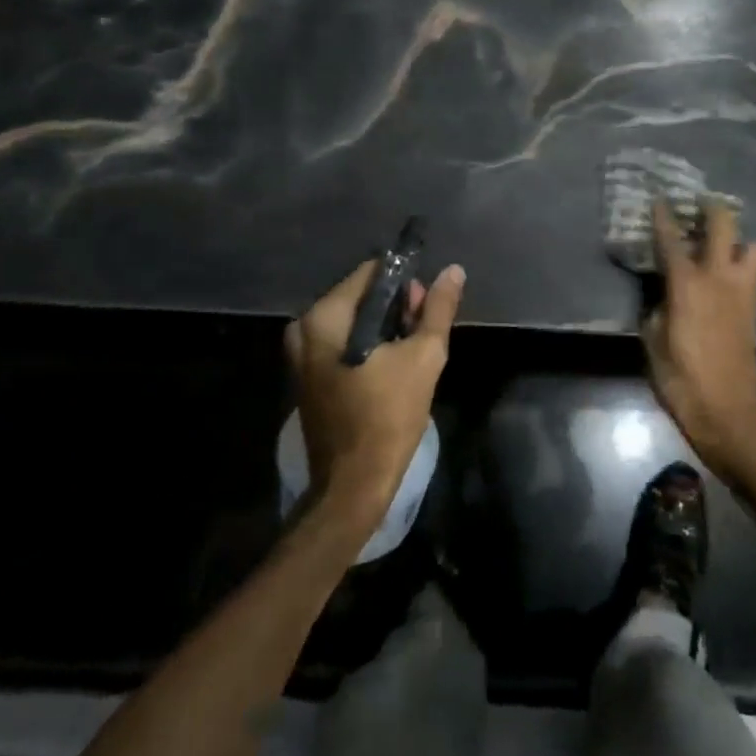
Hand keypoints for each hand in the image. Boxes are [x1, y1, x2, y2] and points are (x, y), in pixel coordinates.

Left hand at [285, 260, 463, 524]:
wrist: (354, 485)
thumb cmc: (389, 416)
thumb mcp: (424, 355)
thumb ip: (438, 308)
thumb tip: (453, 271)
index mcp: (325, 316)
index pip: (372, 272)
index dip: (406, 284)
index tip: (426, 308)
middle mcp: (304, 328)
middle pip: (362, 296)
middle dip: (396, 308)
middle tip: (422, 334)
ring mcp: (301, 355)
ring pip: (355, 320)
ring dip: (386, 329)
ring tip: (411, 354)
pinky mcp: (308, 376)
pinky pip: (344, 342)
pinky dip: (369, 346)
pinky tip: (392, 368)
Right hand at [642, 199, 755, 479]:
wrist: (728, 413)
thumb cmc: (682, 380)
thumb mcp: (653, 344)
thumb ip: (655, 310)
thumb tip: (660, 296)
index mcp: (687, 285)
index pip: (672, 240)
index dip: (664, 217)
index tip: (660, 199)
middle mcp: (718, 278)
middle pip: (724, 225)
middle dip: (712, 209)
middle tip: (699, 205)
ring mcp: (742, 291)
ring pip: (753, 246)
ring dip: (738, 239)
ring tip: (721, 244)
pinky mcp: (754, 309)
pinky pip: (754, 272)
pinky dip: (743, 264)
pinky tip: (728, 274)